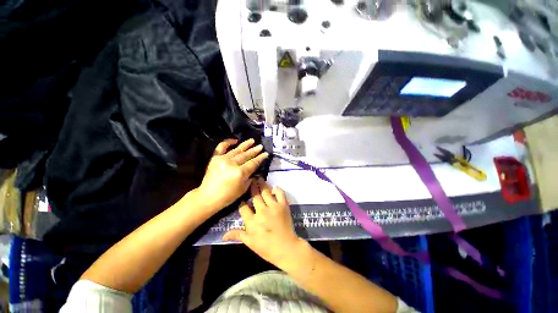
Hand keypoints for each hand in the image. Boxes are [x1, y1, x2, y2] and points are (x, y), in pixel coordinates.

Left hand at [197, 138, 268, 210]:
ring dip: (245, 145)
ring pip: (237, 150)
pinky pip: (221, 147)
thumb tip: (254, 169)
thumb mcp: (243, 188)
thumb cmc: (228, 196)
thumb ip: (250, 177)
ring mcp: (222, 159)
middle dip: (254, 150)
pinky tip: (235, 140)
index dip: (260, 158)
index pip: (253, 163)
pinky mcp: (215, 158)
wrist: (208, 197)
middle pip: (246, 155)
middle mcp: (232, 164)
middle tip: (261, 146)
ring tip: (252, 140)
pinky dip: (228, 142)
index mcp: (239, 173)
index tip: (266, 153)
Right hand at [223, 178, 302, 268]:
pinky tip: (274, 187)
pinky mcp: (283, 205)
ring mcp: (273, 207)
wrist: (287, 249)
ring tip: (259, 178)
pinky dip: (277, 189)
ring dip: (262, 184)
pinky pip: (280, 193)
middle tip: (251, 180)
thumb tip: (223, 235)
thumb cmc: (267, 248)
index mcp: (252, 221)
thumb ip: (238, 235)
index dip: (242, 201)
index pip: (243, 207)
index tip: (242, 196)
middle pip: (255, 196)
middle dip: (252, 187)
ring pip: (265, 192)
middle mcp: (261, 211)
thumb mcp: (250, 243)